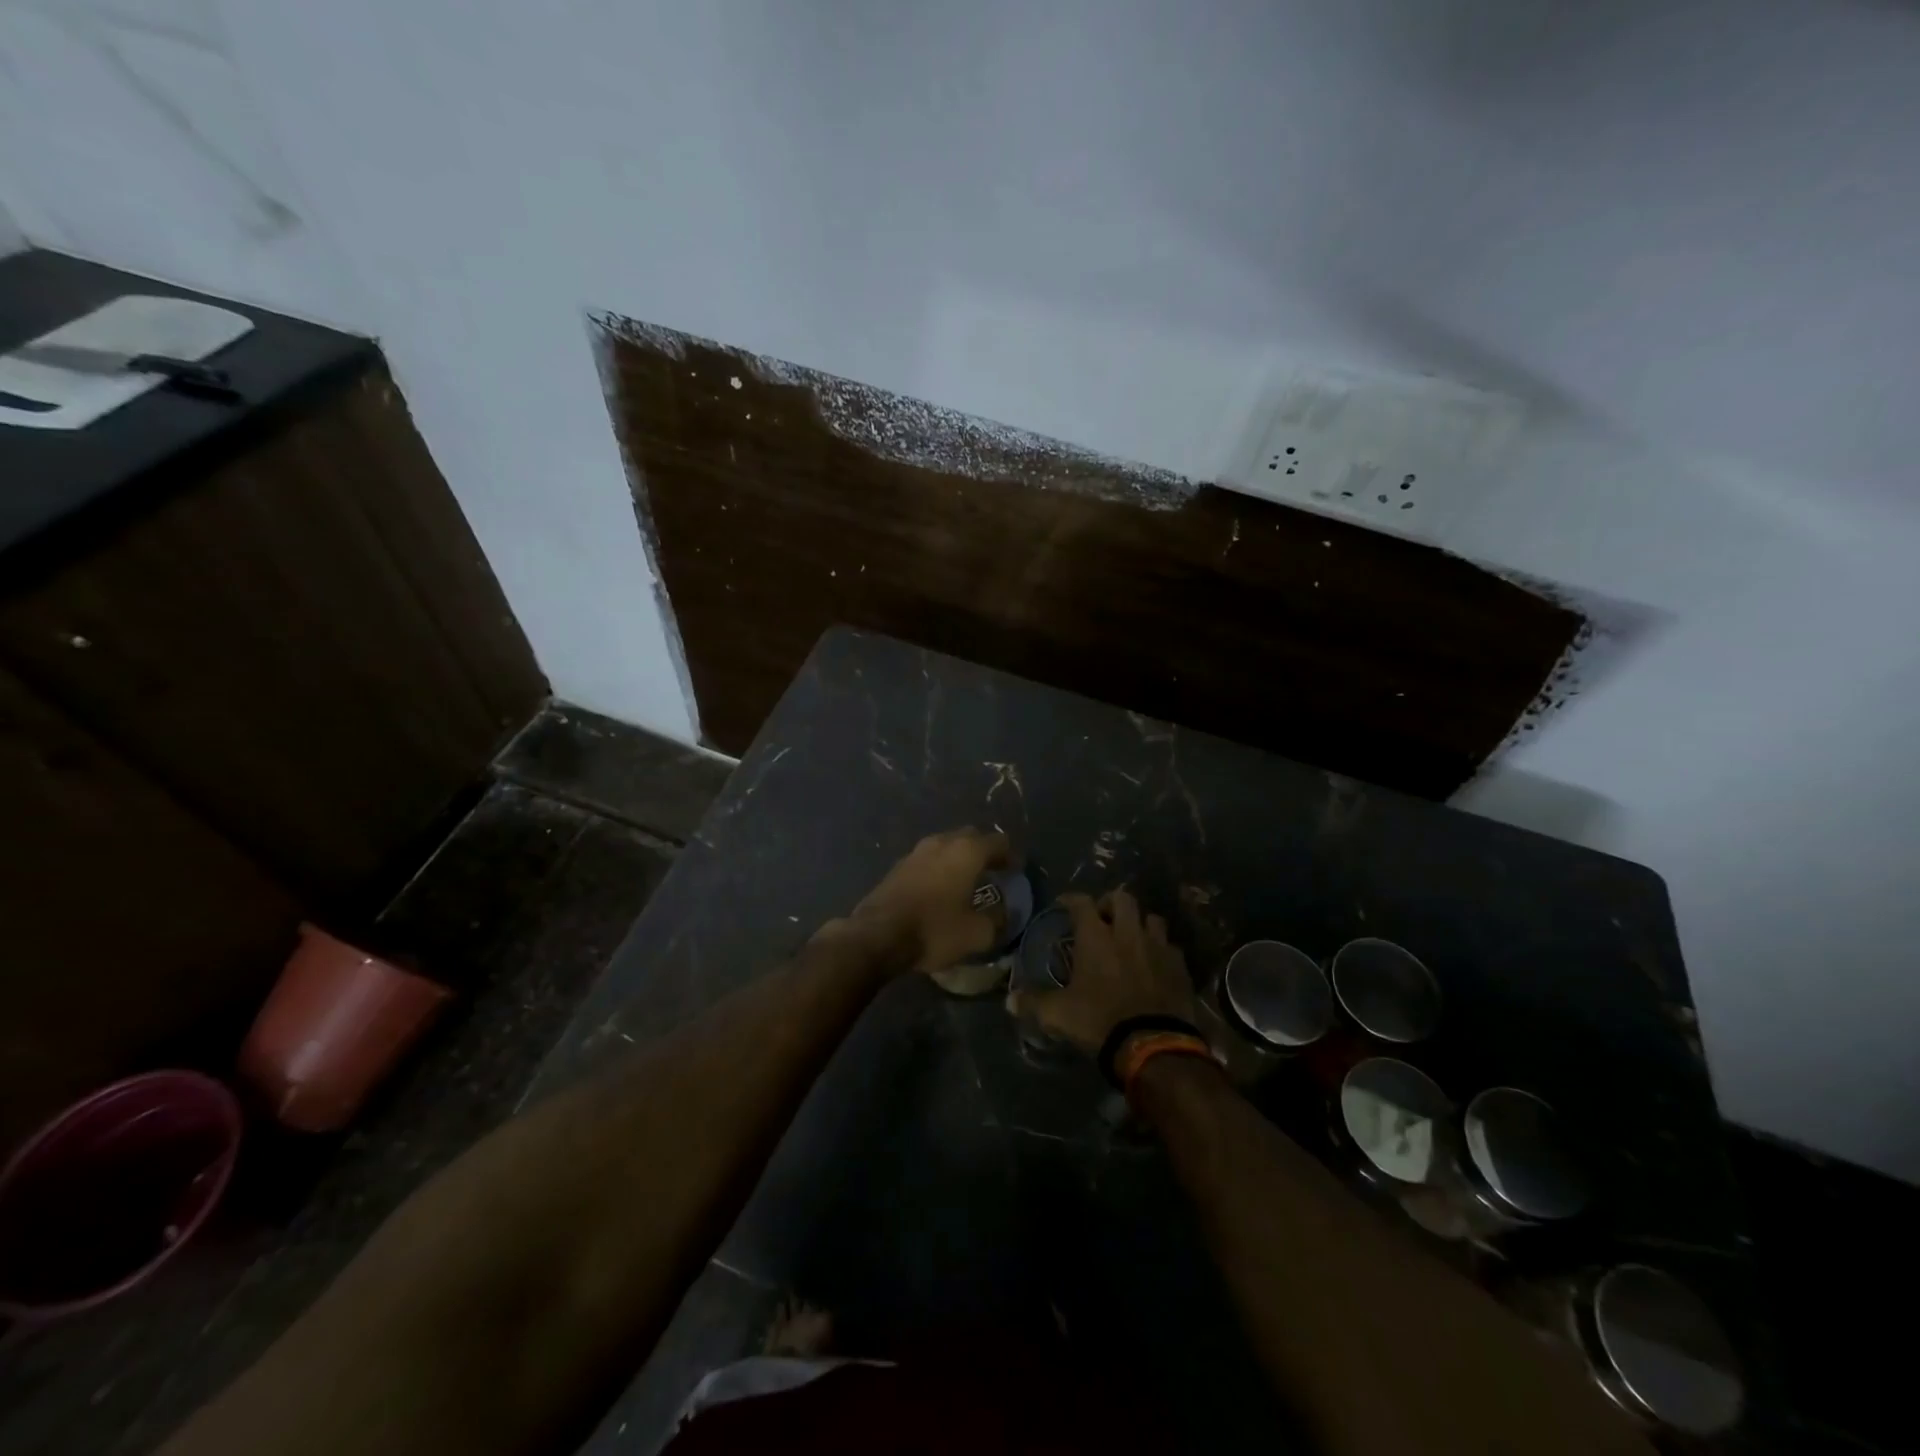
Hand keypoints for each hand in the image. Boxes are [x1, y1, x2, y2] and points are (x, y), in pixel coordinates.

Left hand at [848, 828, 1013, 974]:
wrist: (877, 935)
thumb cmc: (934, 930)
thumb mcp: (977, 933)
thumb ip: (997, 919)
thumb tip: (1004, 912)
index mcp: (967, 851)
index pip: (998, 842)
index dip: (1011, 855)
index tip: (1017, 869)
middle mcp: (942, 842)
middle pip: (971, 837)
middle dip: (985, 851)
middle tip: (995, 870)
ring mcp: (916, 852)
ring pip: (946, 846)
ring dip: (960, 858)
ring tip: (968, 879)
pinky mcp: (898, 866)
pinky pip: (928, 860)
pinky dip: (940, 868)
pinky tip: (941, 888)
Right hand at [1008, 889, 1197, 1054]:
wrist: (1153, 1044)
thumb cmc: (1099, 1021)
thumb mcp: (1058, 1014)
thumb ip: (1033, 1003)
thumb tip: (1009, 1001)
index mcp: (1096, 937)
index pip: (1081, 902)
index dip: (1071, 899)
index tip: (1064, 903)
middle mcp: (1127, 933)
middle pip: (1122, 898)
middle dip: (1111, 903)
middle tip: (1102, 917)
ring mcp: (1157, 946)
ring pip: (1151, 918)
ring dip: (1140, 923)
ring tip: (1132, 937)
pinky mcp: (1179, 966)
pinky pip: (1170, 946)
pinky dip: (1161, 949)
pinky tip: (1155, 963)